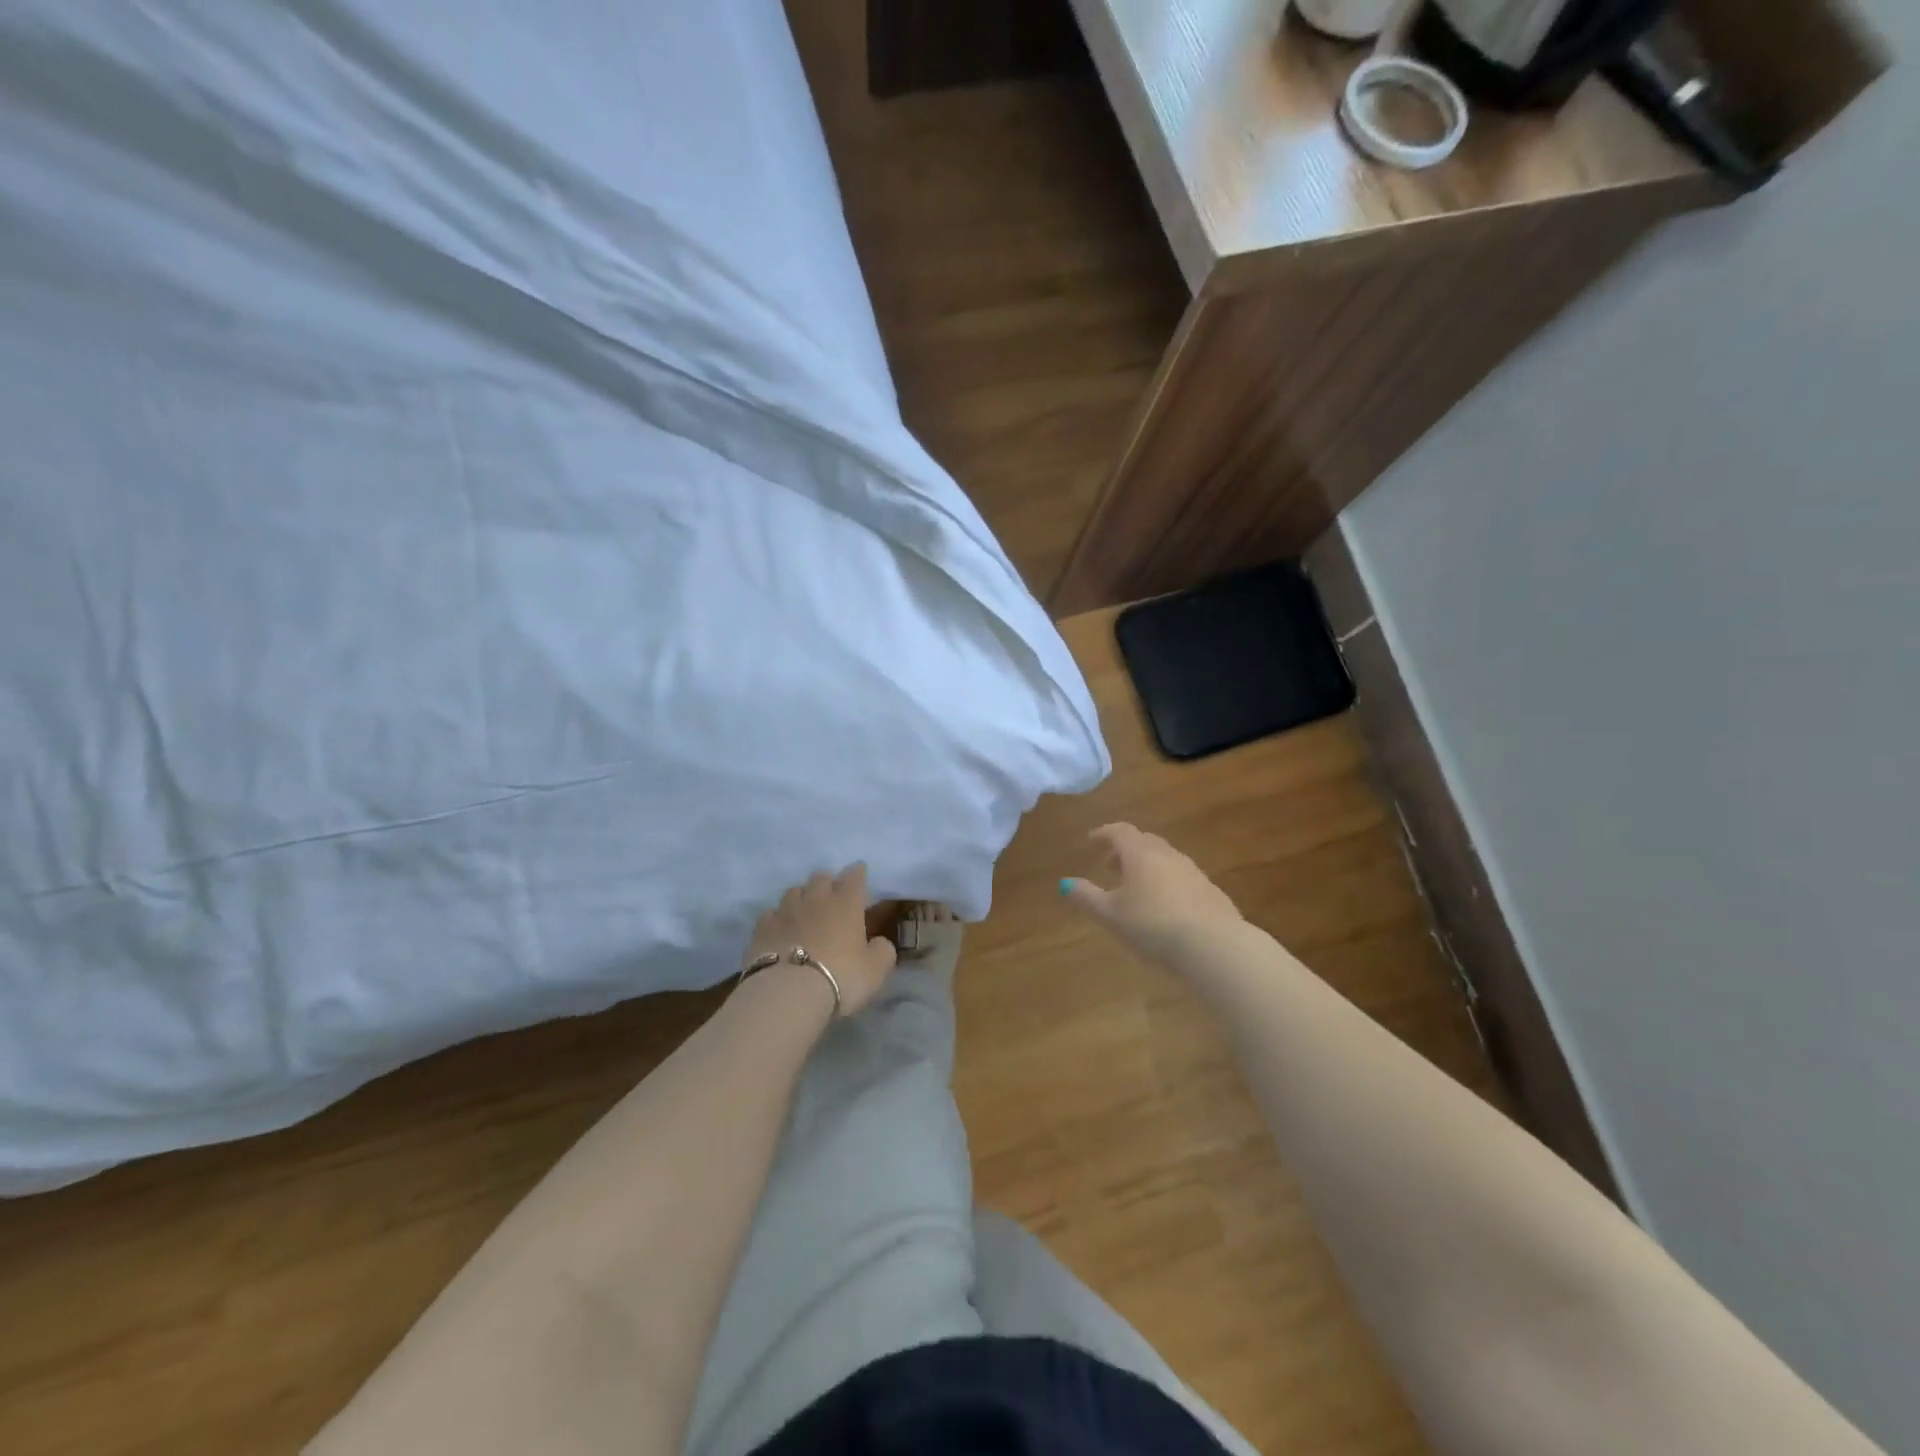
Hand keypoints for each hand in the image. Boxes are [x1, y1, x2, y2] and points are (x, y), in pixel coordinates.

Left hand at [744, 864, 897, 1017]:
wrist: (788, 993)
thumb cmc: (840, 977)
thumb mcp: (875, 970)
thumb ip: (882, 951)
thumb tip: (878, 943)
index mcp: (846, 903)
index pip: (854, 876)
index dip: (858, 872)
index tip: (859, 873)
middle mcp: (816, 899)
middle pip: (820, 877)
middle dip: (828, 882)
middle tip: (832, 895)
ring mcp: (785, 911)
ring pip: (794, 891)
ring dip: (802, 897)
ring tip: (804, 910)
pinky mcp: (762, 928)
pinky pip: (771, 914)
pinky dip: (778, 918)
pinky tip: (780, 929)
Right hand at [1062, 824, 1242, 966]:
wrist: (1214, 945)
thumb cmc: (1153, 925)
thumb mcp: (1111, 915)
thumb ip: (1086, 897)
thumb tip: (1064, 883)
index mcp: (1141, 854)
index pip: (1120, 831)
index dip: (1104, 834)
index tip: (1091, 841)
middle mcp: (1168, 855)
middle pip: (1145, 842)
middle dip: (1125, 850)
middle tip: (1110, 865)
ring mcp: (1194, 872)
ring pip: (1166, 859)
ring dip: (1148, 866)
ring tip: (1136, 888)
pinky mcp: (1212, 892)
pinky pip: (1183, 878)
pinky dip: (1168, 883)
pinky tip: (1166, 906)